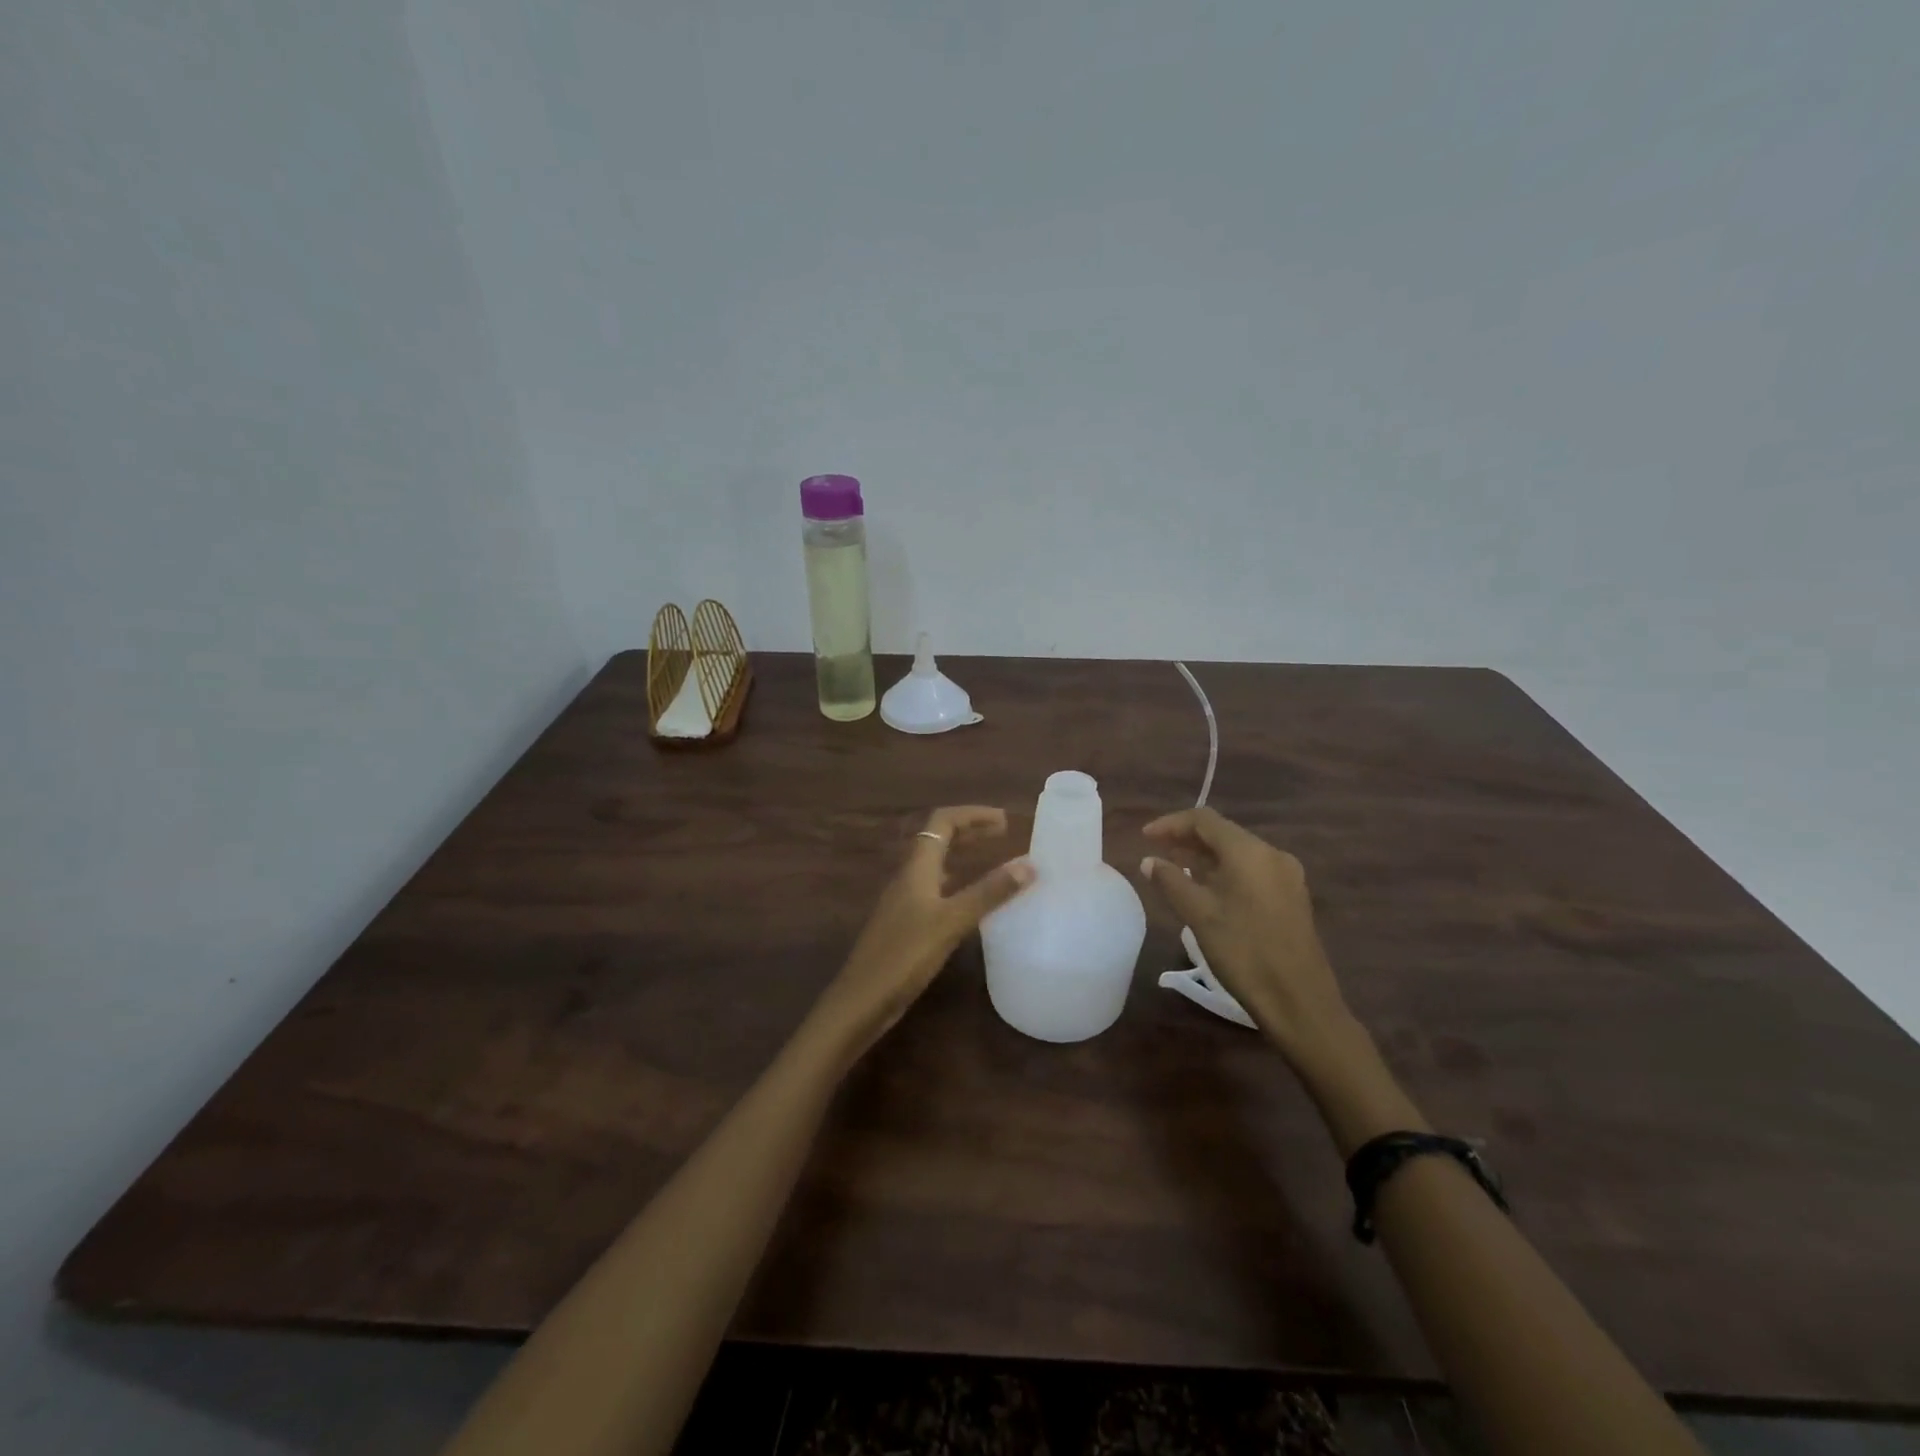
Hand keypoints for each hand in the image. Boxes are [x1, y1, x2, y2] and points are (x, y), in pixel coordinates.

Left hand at [807, 806, 1032, 1065]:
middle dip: (969, 830)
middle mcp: (907, 877)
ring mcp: (903, 901)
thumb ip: (989, 892)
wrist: (861, 1000)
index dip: (972, 814)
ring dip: (961, 854)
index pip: (942, 822)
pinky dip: (955, 882)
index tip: (1004, 820)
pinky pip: (933, 888)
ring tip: (990, 858)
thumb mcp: (951, 921)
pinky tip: (966, 900)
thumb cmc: (905, 955)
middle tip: (1001, 832)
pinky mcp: (904, 924)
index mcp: (916, 868)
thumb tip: (1028, 863)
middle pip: (937, 838)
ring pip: (934, 864)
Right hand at [1140, 808, 1357, 1074]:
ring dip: (1205, 856)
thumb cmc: (1243, 952)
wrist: (1299, 1001)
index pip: (1204, 820)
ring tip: (1176, 869)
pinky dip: (1225, 871)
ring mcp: (1287, 876)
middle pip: (1223, 833)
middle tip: (1156, 852)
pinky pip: (1252, 870)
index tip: (1144, 838)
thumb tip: (1149, 861)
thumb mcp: (1198, 915)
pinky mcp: (1292, 897)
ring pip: (1238, 853)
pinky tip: (1208, 889)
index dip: (1171, 824)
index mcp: (1249, 852)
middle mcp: (1272, 854)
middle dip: (1187, 839)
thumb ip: (1171, 880)